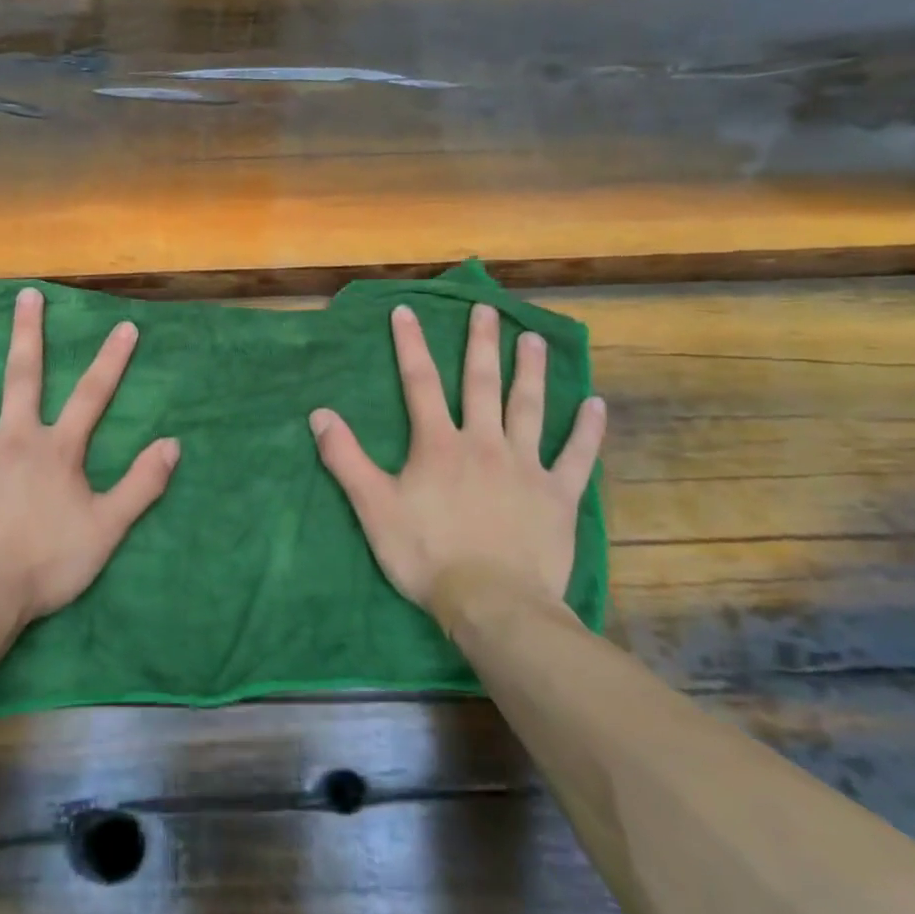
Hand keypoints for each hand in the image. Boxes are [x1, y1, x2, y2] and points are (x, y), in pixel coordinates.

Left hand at [0, 287, 179, 628]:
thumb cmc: (47, 562)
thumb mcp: (107, 528)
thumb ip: (141, 484)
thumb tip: (173, 444)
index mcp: (57, 449)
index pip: (91, 395)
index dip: (110, 360)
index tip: (124, 326)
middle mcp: (15, 436)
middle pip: (24, 375)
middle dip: (28, 333)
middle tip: (26, 295)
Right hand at [309, 303, 604, 614]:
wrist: (493, 603)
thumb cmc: (427, 555)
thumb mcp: (373, 508)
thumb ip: (346, 458)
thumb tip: (319, 414)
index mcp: (439, 444)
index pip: (420, 383)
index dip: (411, 345)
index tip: (407, 311)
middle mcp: (484, 443)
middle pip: (482, 383)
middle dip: (482, 344)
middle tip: (489, 310)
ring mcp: (526, 467)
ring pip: (529, 408)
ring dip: (531, 372)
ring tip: (535, 340)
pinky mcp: (558, 496)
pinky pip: (576, 456)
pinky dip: (586, 430)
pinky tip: (595, 404)